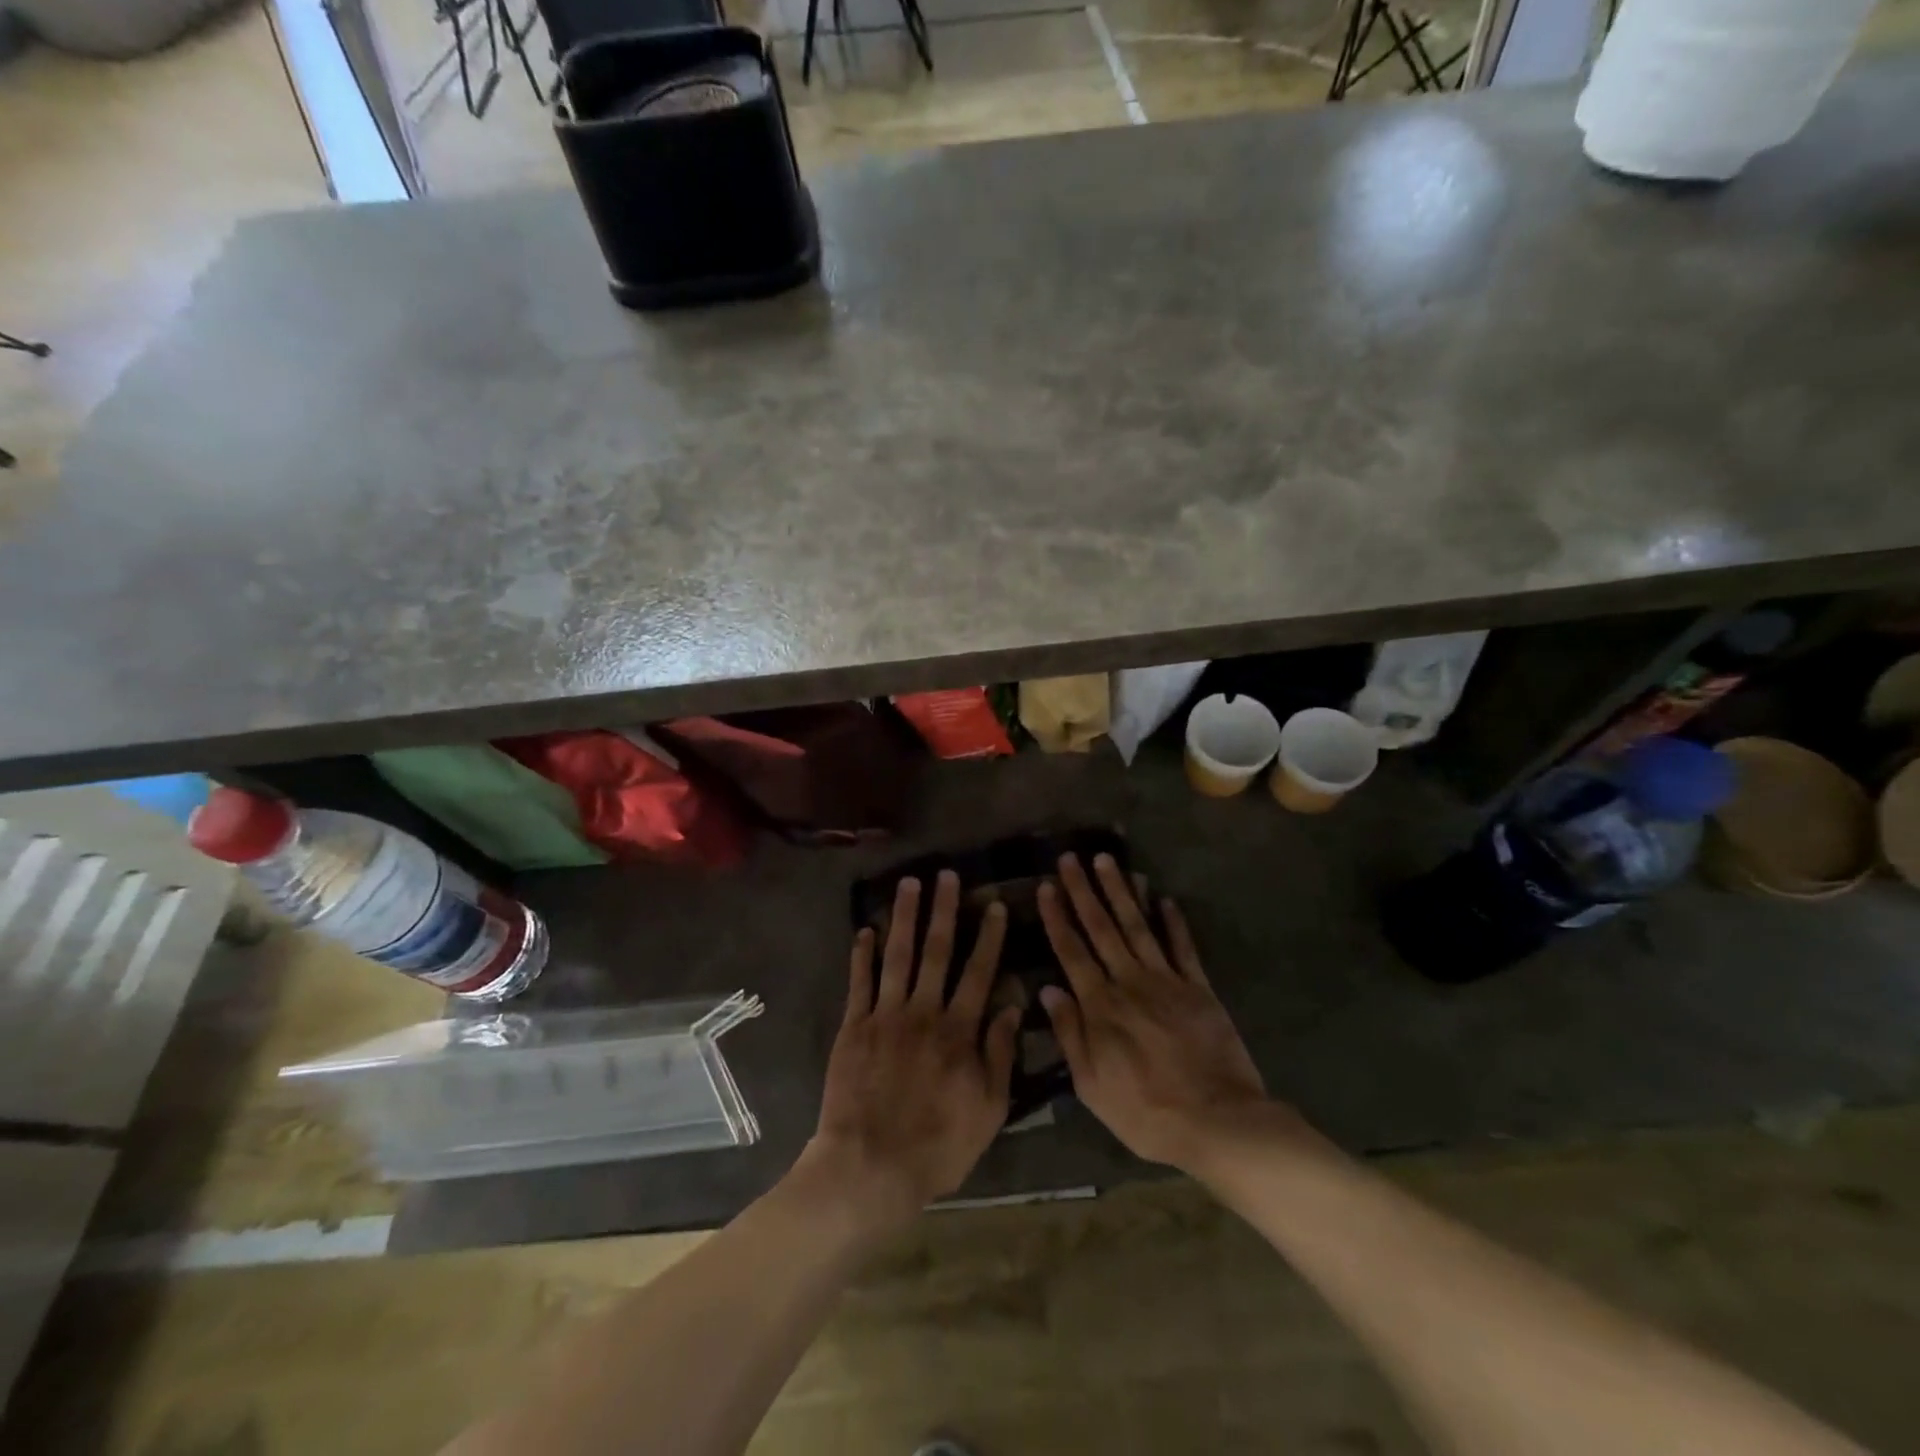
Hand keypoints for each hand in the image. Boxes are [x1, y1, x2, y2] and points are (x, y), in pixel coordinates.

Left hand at [801, 871, 1019, 1231]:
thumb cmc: (937, 1145)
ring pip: (897, 956)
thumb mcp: (987, 1109)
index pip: (978, 973)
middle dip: (943, 910)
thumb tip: (1012, 1006)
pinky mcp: (854, 1027)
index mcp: (958, 1031)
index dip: (988, 937)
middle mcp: (923, 1012)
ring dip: (904, 917)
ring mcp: (885, 1016)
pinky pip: (859, 983)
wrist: (870, 1166)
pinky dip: (862, 954)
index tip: (993, 904)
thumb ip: (999, 1054)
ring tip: (909, 884)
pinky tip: (865, 929)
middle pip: (936, 952)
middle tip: (945, 875)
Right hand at [1038, 853, 1290, 1171]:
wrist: (1218, 1122)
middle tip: (1072, 857)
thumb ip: (1070, 1034)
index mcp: (1100, 1006)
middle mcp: (1130, 983)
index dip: (1057, 917)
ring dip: (1121, 892)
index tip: (1046, 885)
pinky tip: (1165, 899)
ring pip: (1138, 927)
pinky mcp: (1200, 989)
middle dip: (1084, 890)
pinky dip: (1174, 922)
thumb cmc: (1146, 1113)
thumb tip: (1048, 989)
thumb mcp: (1092, 1087)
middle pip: (1102, 928)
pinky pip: (1183, 948)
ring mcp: (1167, 981)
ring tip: (1108, 861)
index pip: (1071, 951)